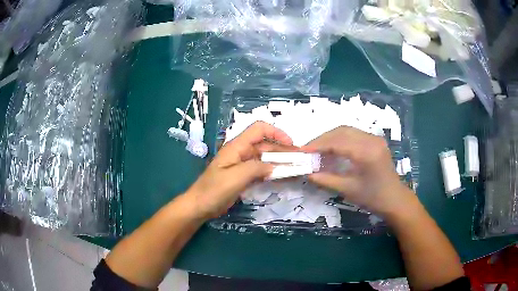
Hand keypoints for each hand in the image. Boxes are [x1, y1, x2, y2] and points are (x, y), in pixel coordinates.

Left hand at [183, 121, 293, 219]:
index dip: (276, 132)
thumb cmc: (213, 190)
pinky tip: (283, 177)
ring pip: (265, 158)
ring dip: (280, 162)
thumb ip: (256, 168)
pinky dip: (273, 172)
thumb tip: (275, 166)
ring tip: (296, 169)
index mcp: (237, 146)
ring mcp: (243, 165)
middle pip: (266, 145)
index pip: (259, 129)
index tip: (290, 145)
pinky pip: (261, 170)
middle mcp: (241, 152)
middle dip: (283, 151)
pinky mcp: (243, 176)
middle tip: (300, 161)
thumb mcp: (235, 177)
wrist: (200, 206)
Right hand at [302, 126, 414, 215]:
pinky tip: (334, 149)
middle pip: (341, 131)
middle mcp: (371, 140)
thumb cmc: (373, 198)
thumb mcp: (348, 190)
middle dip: (322, 139)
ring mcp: (375, 138)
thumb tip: (307, 173)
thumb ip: (326, 179)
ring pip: (347, 130)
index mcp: (366, 152)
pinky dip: (340, 139)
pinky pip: (354, 134)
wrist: (395, 199)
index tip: (303, 150)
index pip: (337, 141)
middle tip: (309, 150)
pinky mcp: (375, 141)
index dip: (318, 144)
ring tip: (318, 149)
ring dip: (331, 138)